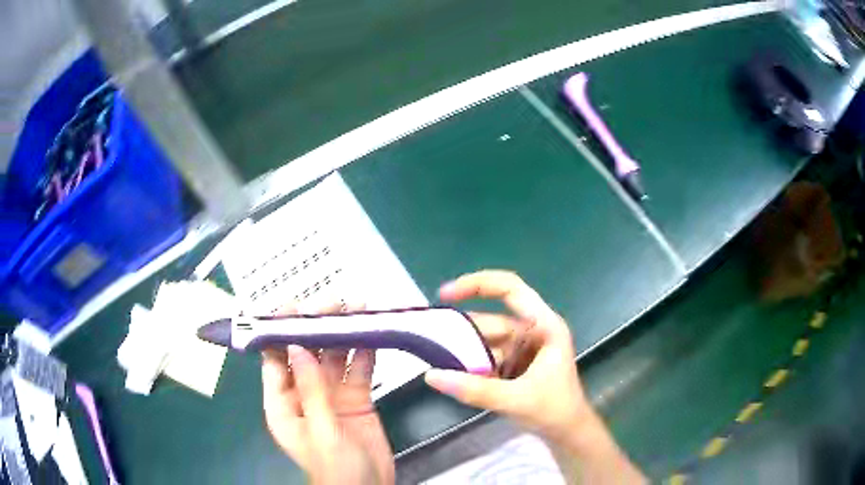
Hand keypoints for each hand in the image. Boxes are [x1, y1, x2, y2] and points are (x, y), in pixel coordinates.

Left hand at [261, 307, 393, 484]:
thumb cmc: (336, 468)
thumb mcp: (321, 430)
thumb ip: (310, 390)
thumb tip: (295, 346)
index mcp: (282, 404)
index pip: (274, 360)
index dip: (280, 332)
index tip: (292, 307)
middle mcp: (304, 395)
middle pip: (306, 354)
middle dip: (317, 328)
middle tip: (334, 304)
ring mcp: (332, 396)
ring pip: (334, 358)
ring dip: (344, 335)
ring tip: (358, 311)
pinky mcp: (357, 399)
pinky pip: (359, 370)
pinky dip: (365, 353)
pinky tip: (372, 335)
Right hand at [424, 271, 644, 483]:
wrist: (567, 433)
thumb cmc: (554, 411)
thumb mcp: (515, 400)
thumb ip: (474, 389)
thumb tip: (431, 376)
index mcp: (544, 326)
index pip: (510, 289)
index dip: (477, 284)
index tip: (445, 295)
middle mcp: (532, 331)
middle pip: (491, 320)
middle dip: (461, 331)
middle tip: (427, 339)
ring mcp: (522, 348)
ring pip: (486, 341)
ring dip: (463, 351)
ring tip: (432, 358)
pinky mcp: (514, 364)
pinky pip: (486, 357)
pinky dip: (470, 364)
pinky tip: (451, 373)